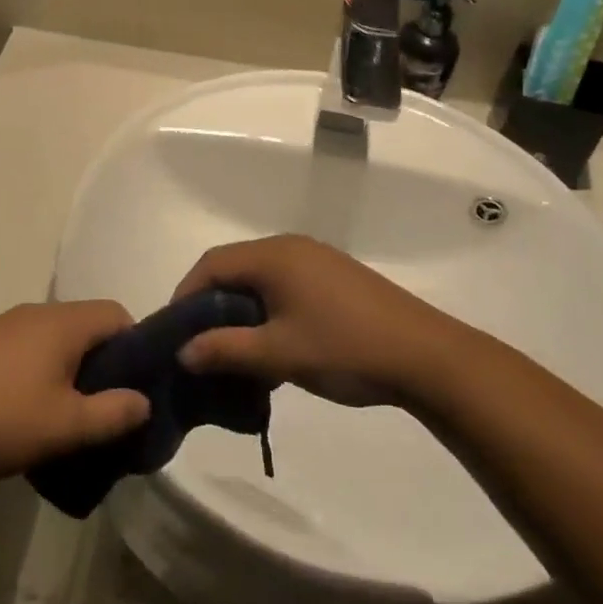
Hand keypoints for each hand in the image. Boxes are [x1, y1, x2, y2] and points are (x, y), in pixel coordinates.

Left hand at [0, 302, 150, 477]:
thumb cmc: (0, 418)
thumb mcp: (65, 426)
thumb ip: (112, 413)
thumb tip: (144, 400)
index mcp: (63, 322)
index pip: (117, 314)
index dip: (135, 346)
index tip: (135, 386)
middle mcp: (37, 312)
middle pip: (87, 325)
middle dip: (104, 362)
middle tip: (105, 406)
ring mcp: (7, 324)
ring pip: (57, 337)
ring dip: (72, 368)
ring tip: (69, 413)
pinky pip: (30, 346)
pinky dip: (43, 368)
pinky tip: (30, 407)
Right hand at [173, 235, 453, 406]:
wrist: (427, 356)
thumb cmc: (345, 348)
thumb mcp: (279, 354)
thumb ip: (225, 350)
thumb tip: (183, 352)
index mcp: (273, 255)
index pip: (211, 264)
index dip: (186, 295)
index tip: (175, 332)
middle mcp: (290, 246)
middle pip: (234, 267)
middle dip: (211, 304)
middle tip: (200, 343)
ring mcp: (316, 259)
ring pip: (260, 278)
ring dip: (241, 309)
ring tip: (235, 349)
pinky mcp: (335, 277)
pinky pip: (285, 284)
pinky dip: (267, 309)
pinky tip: (274, 343)